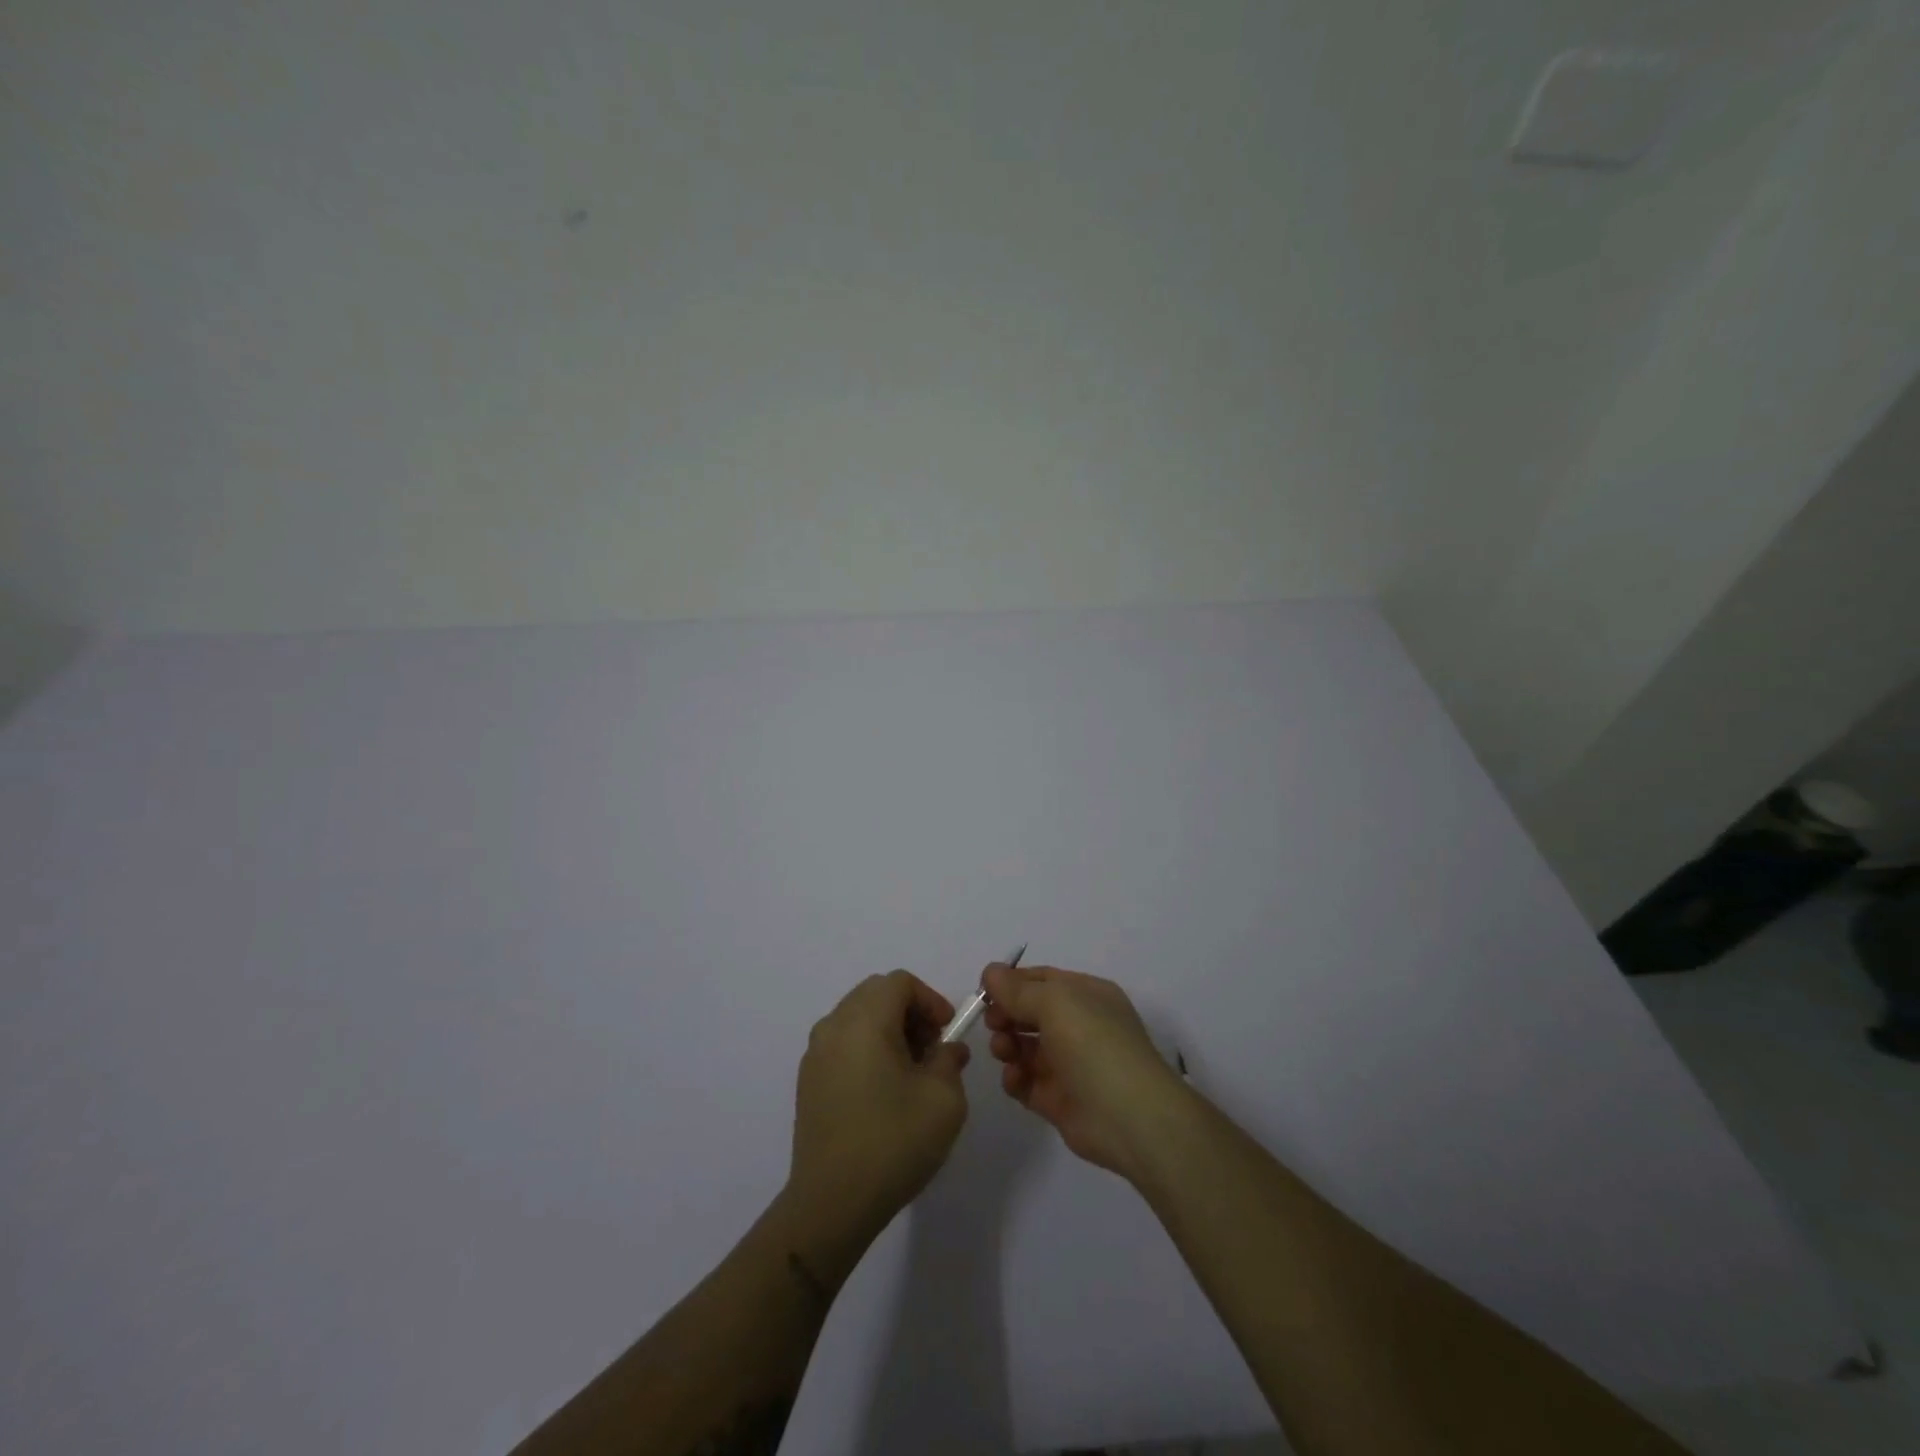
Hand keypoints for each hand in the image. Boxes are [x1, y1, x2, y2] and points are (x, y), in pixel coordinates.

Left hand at [784, 971, 970, 1268]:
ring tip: (911, 1072)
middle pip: (875, 994)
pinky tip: (883, 1091)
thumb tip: (946, 1050)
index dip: (930, 999)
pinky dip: (867, 1049)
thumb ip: (949, 1060)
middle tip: (932, 1049)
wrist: (832, 1203)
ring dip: (888, 1030)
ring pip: (857, 1018)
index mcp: (864, 1021)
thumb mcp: (943, 1099)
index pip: (899, 982)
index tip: (948, 1032)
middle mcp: (833, 1026)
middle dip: (909, 1012)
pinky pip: (842, 1044)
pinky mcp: (808, 1081)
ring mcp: (815, 1054)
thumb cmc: (893, 1142)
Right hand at [983, 962, 1188, 1184]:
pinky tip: (1014, 1078)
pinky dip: (1015, 1078)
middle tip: (993, 1023)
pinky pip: (1027, 1082)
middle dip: (1007, 1014)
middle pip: (1030, 1013)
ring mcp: (1070, 1064)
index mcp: (1087, 995)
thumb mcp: (1055, 1002)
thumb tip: (990, 972)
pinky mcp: (1059, 1100)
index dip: (1011, 983)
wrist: (1129, 1117)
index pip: (1042, 980)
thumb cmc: (1094, 1044)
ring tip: (1004, 1051)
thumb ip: (1017, 989)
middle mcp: (1080, 1026)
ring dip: (1007, 1044)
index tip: (984, 992)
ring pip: (1026, 1047)